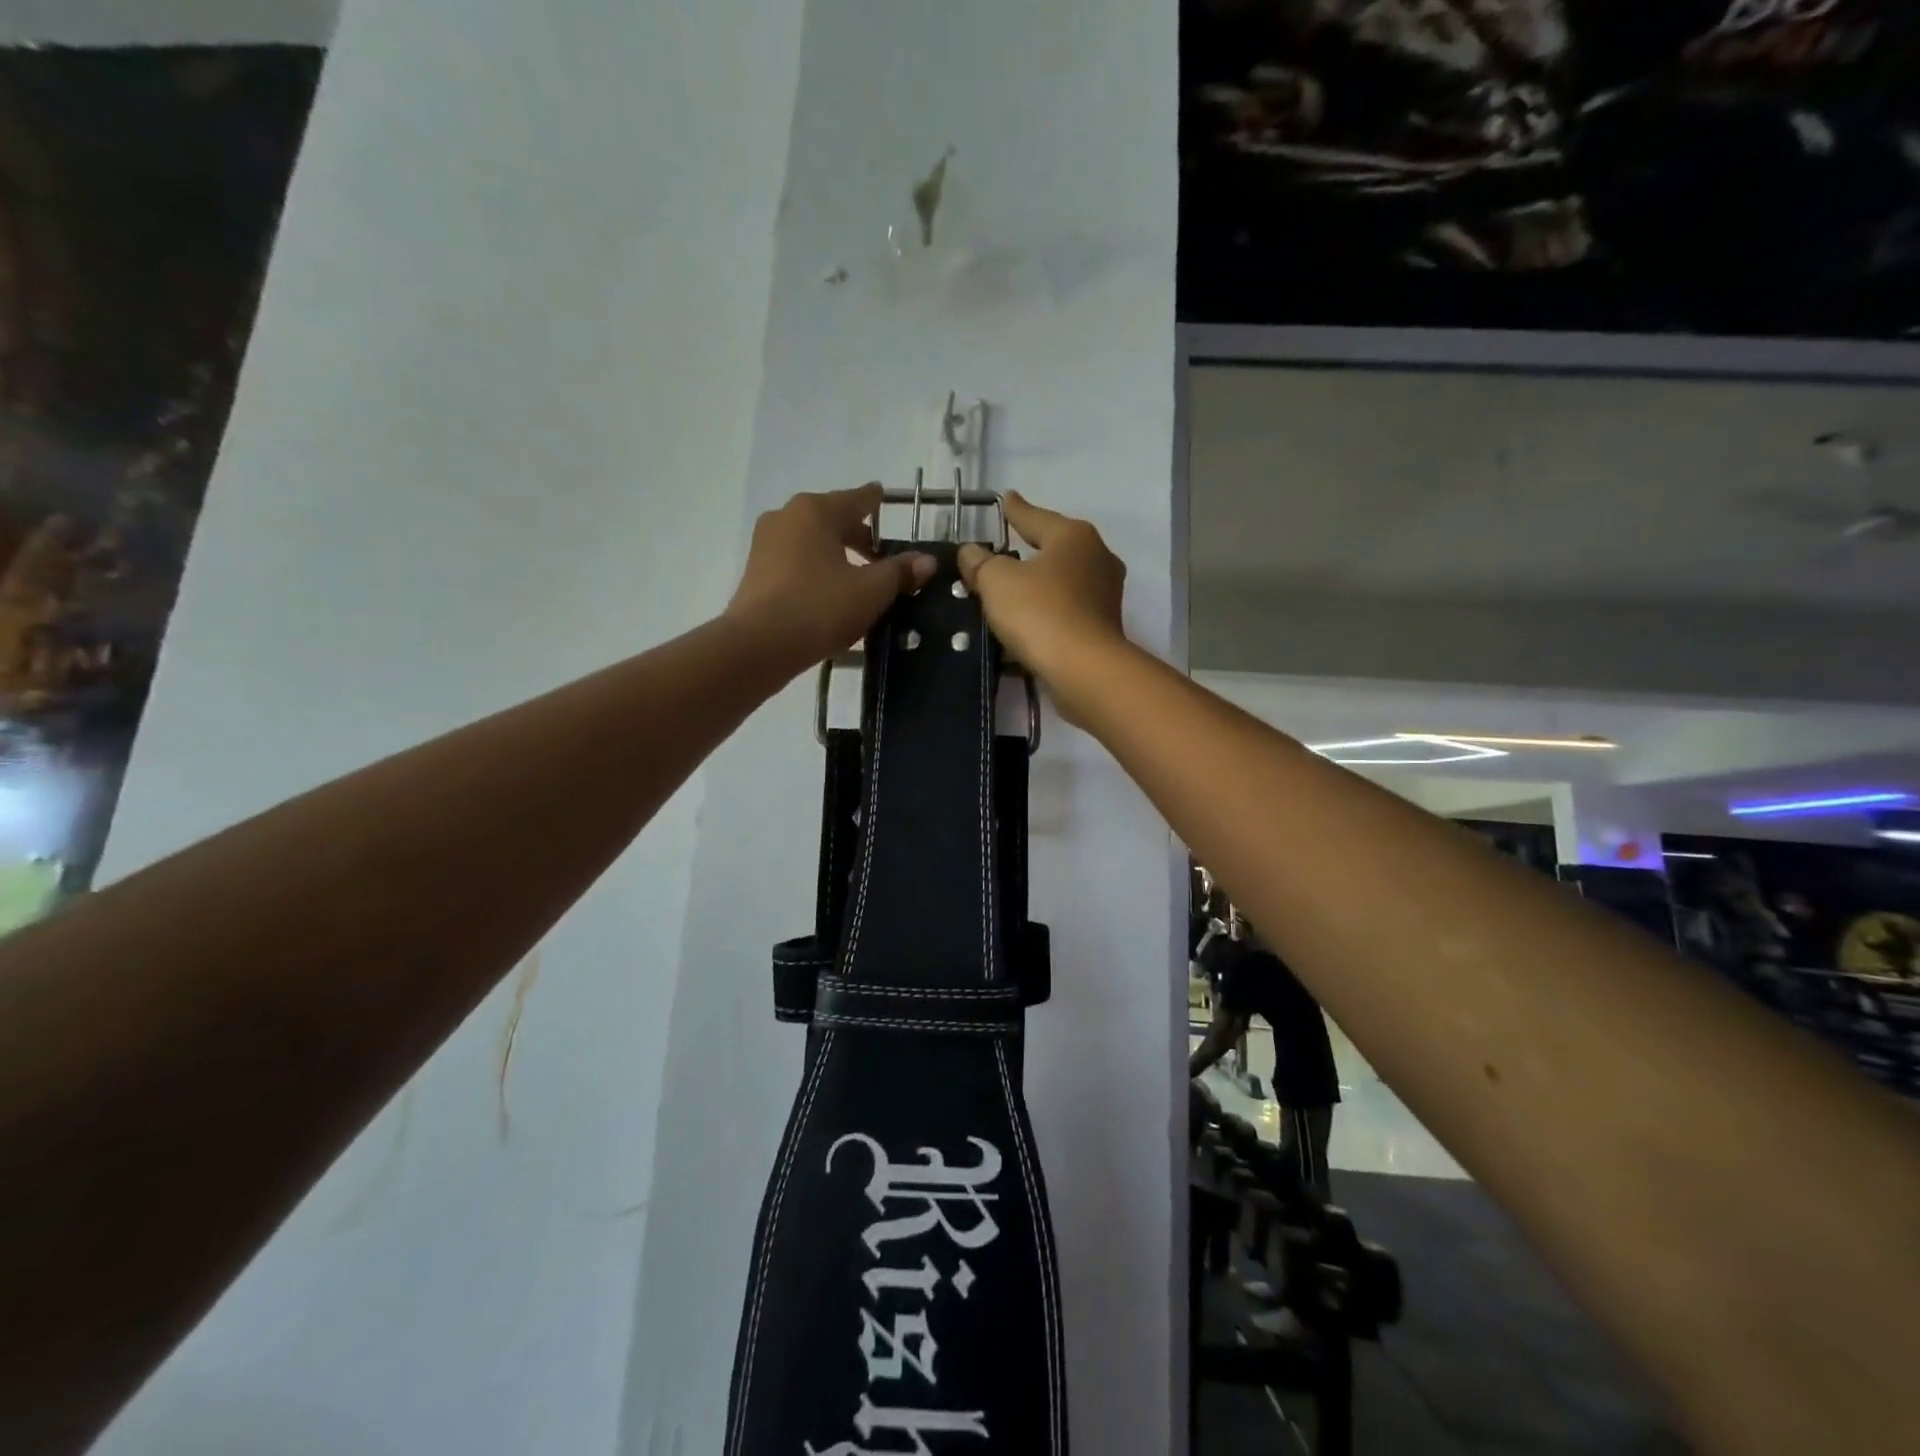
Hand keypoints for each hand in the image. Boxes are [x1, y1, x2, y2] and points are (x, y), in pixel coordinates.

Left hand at [725, 485, 935, 669]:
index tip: (887, 501)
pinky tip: (831, 595)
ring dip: (838, 556)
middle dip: (860, 538)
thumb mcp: (871, 591)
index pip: (858, 498)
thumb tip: (928, 561)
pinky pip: (797, 562)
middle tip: (884, 560)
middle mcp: (787, 517)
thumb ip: (900, 572)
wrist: (758, 646)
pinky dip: (817, 571)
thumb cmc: (820, 608)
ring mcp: (766, 543)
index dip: (878, 502)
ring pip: (813, 542)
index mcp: (816, 510)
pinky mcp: (756, 572)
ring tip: (860, 582)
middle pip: (834, 519)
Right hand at [957, 493, 1126, 720]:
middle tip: (1006, 547)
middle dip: (1031, 549)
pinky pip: (1066, 611)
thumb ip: (980, 563)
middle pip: (1055, 548)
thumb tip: (970, 552)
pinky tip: (1027, 622)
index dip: (1016, 510)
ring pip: (1062, 581)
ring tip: (1011, 589)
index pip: (1036, 517)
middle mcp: (1097, 558)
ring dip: (1039, 585)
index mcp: (1073, 536)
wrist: (1084, 670)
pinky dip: (1047, 612)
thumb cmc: (1040, 612)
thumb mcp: (997, 581)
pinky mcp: (1103, 627)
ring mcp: (1104, 595)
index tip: (1006, 498)